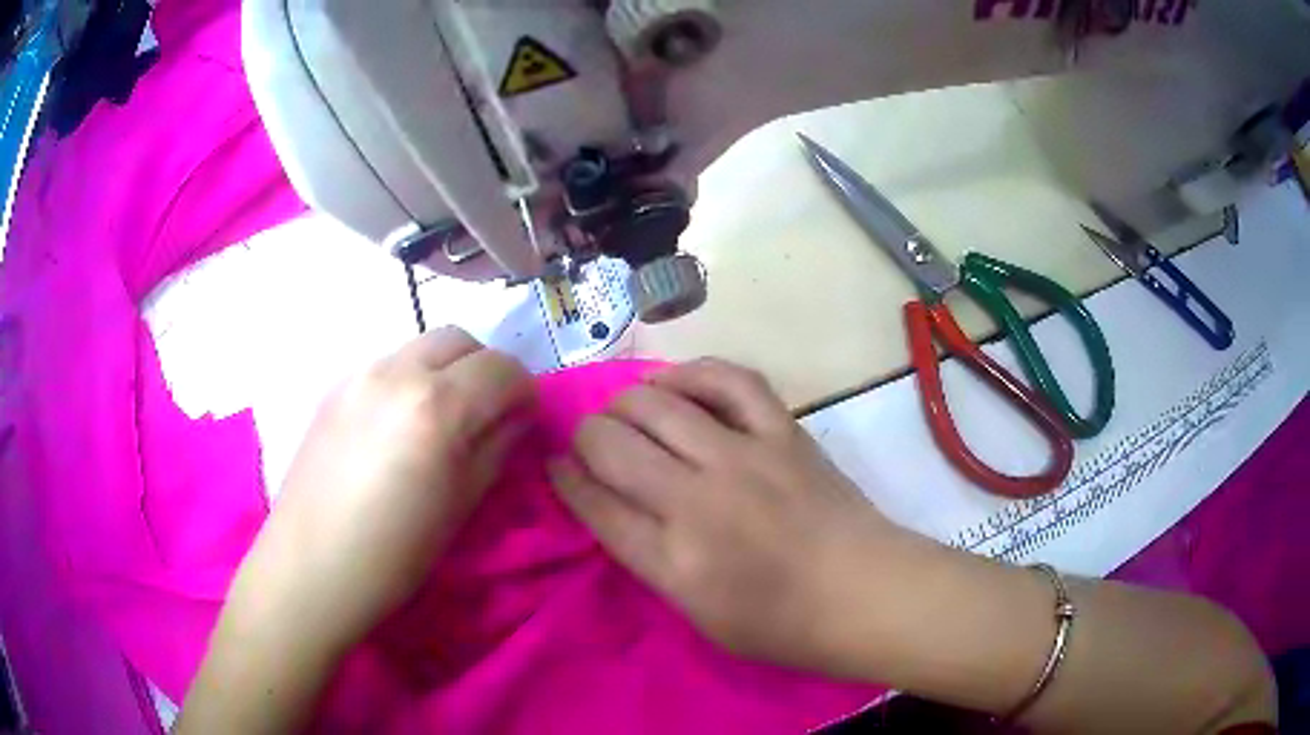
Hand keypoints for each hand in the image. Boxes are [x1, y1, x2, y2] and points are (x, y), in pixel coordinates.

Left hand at [236, 327, 535, 649]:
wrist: (310, 567)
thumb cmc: (394, 554)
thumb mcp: (461, 506)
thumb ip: (496, 449)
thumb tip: (515, 419)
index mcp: (437, 406)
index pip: (502, 368)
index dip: (524, 391)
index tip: (525, 419)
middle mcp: (397, 371)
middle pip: (460, 340)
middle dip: (486, 368)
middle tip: (488, 412)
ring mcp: (359, 374)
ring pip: (420, 347)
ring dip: (446, 370)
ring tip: (442, 419)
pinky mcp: (334, 387)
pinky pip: (387, 365)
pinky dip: (410, 380)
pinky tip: (399, 426)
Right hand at [551, 358, 901, 672]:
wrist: (865, 594)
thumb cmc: (782, 625)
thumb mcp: (698, 616)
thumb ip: (649, 560)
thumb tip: (612, 506)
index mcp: (674, 562)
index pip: (595, 505)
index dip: (565, 479)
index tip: (555, 465)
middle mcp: (698, 501)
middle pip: (613, 445)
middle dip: (586, 437)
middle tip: (593, 443)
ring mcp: (744, 458)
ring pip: (656, 404)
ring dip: (625, 403)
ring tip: (625, 412)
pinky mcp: (782, 432)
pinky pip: (728, 380)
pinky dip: (691, 373)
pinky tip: (674, 383)